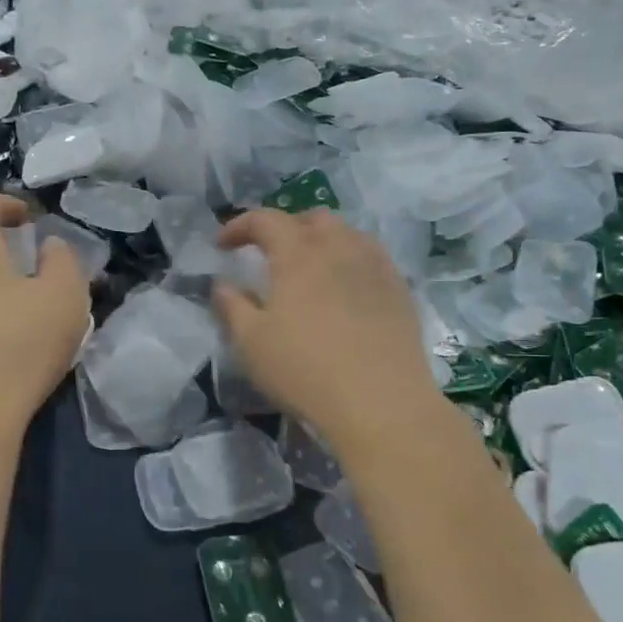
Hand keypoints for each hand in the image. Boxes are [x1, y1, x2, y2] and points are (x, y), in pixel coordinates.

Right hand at [212, 209, 443, 456]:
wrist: (380, 403)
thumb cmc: (305, 370)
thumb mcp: (251, 343)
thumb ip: (232, 306)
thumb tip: (223, 284)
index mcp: (299, 254)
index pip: (265, 220)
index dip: (239, 225)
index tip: (222, 244)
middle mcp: (340, 248)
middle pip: (312, 218)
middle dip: (285, 227)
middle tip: (269, 253)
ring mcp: (376, 267)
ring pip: (347, 234)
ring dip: (321, 241)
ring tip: (310, 268)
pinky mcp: (400, 290)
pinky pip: (371, 258)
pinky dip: (350, 260)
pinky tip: (344, 289)